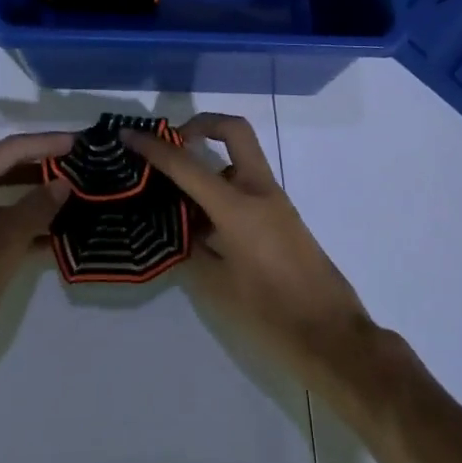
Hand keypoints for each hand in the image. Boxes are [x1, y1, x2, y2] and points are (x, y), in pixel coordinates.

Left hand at [0, 133, 72, 380]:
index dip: (46, 144)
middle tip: (75, 170)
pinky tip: (45, 240)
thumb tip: (63, 183)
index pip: (11, 149)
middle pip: (2, 169)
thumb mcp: (4, 244)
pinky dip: (14, 225)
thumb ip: (36, 209)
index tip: (77, 143)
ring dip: (30, 200)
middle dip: (39, 169)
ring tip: (67, 203)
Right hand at [123, 114, 374, 392]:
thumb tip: (178, 229)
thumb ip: (193, 250)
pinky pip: (246, 185)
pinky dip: (222, 187)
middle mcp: (259, 191)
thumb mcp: (218, 288)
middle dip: (200, 125)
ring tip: (176, 191)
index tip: (128, 135)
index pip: (187, 165)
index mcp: (238, 207)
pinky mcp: (282, 217)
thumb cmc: (272, 315)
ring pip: (240, 158)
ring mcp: (275, 201)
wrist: (333, 337)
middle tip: (172, 145)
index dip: (154, 148)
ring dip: (210, 160)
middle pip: (233, 131)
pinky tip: (201, 221)